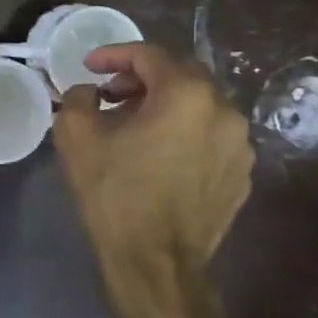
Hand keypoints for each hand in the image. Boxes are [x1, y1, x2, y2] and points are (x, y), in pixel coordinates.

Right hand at [54, 42, 253, 317]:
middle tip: (109, 93)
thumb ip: (79, 97)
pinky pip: (209, 137)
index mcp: (187, 94)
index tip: (88, 66)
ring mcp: (240, 146)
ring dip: (163, 105)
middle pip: (180, 76)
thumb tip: (89, 93)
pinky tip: (156, 154)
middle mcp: (224, 111)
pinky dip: (182, 133)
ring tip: (131, 125)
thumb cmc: (114, 192)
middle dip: (141, 78)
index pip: (149, 55)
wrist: (155, 263)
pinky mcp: (241, 175)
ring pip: (198, 107)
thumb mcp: (76, 135)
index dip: (114, 55)